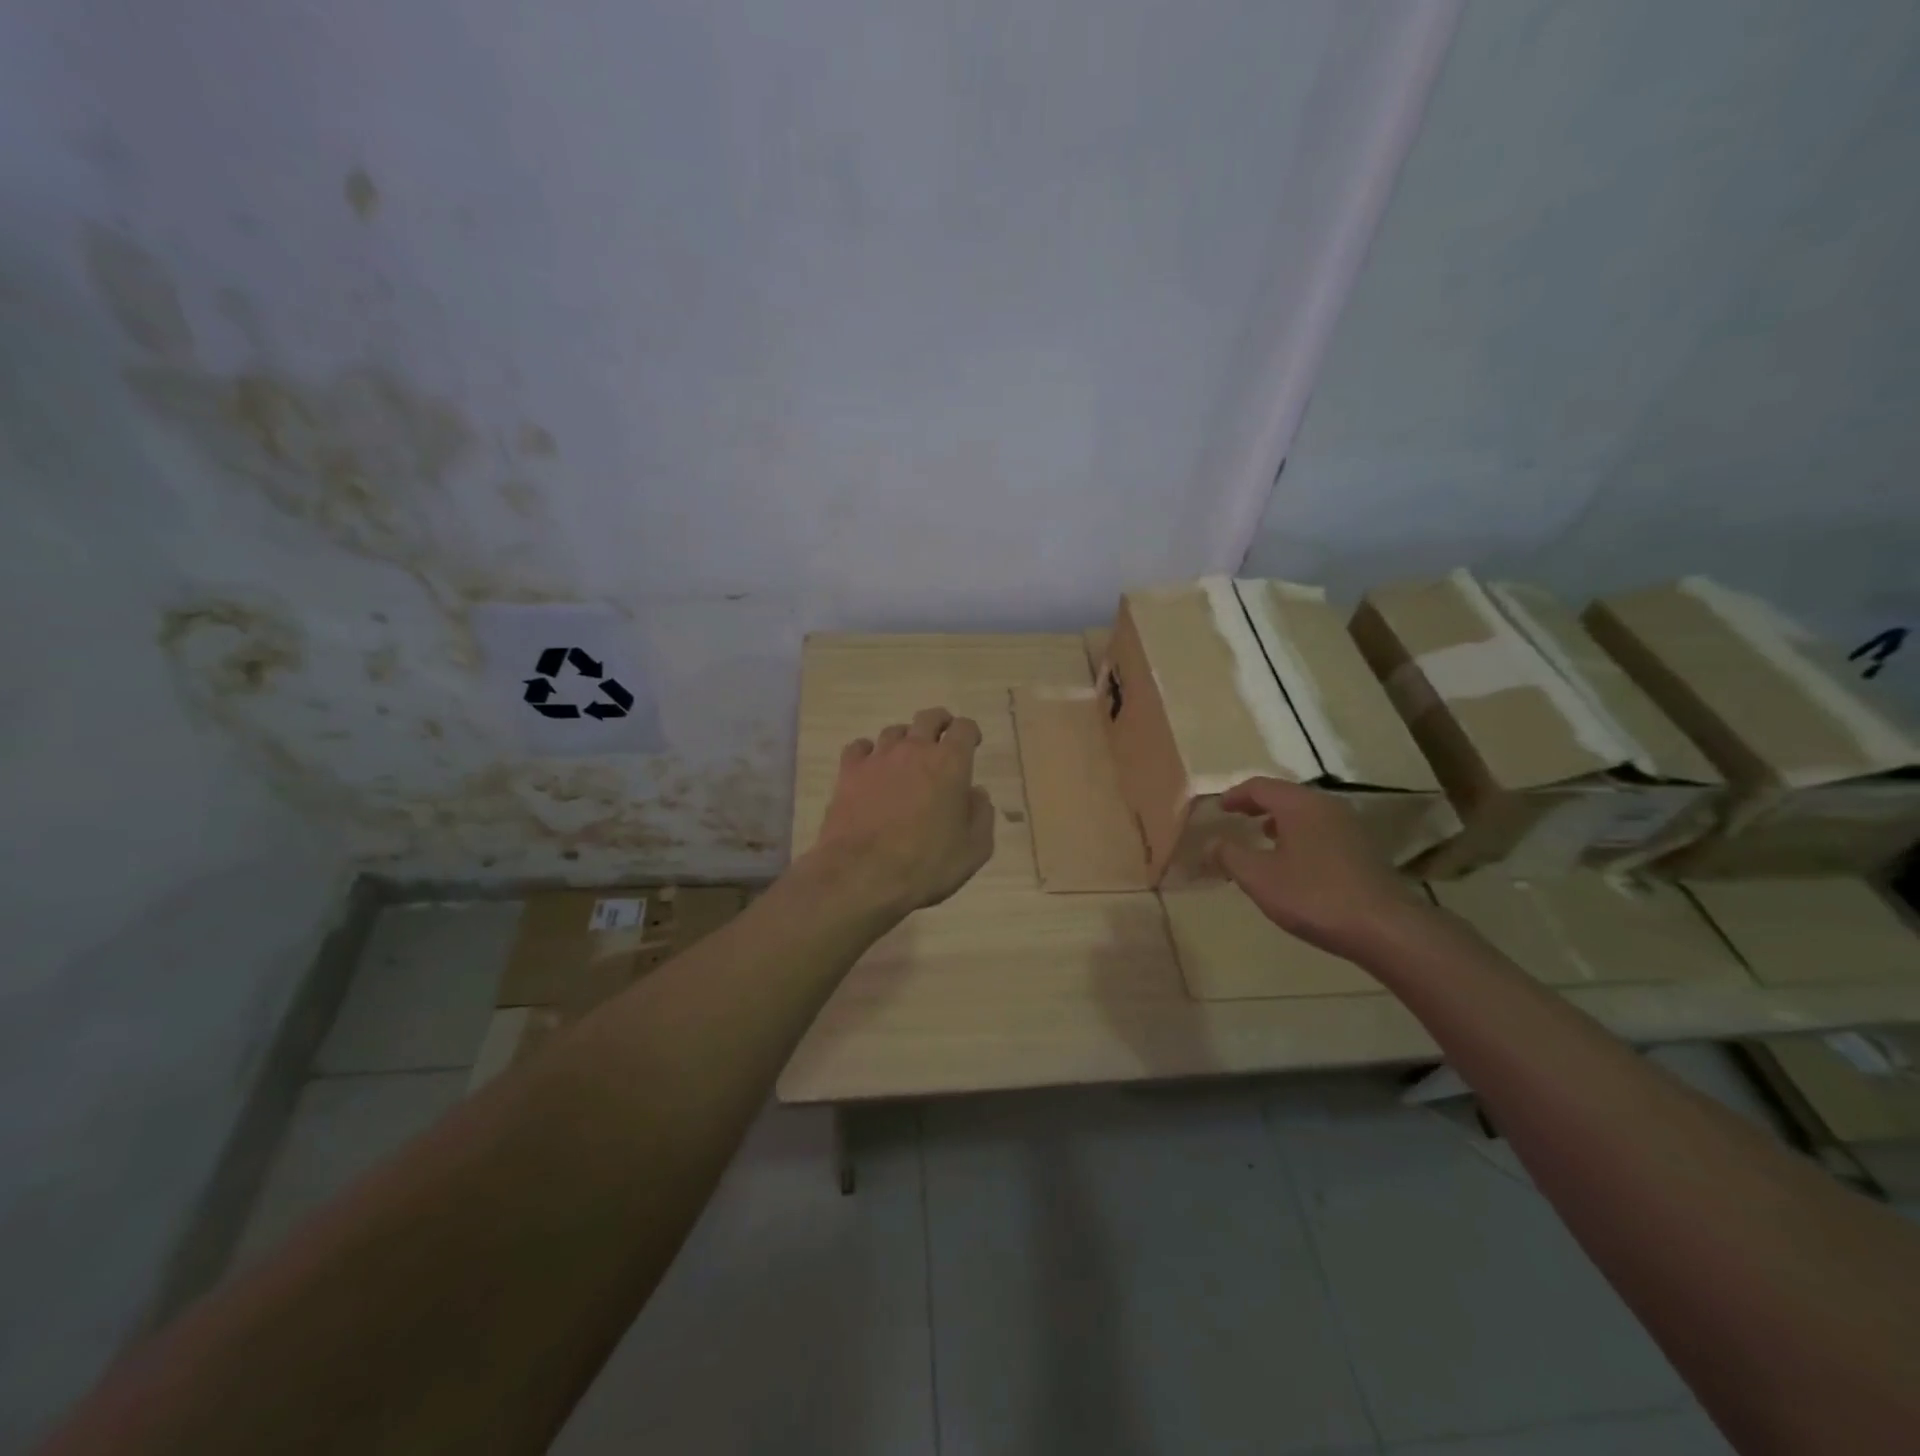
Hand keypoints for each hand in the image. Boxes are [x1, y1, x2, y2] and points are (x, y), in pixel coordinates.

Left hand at [807, 706, 995, 917]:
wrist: (862, 875)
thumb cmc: (926, 864)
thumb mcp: (974, 850)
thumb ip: (981, 815)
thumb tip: (976, 793)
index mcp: (950, 763)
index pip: (964, 728)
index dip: (970, 732)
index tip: (972, 743)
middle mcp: (915, 750)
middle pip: (929, 718)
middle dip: (940, 723)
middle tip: (943, 739)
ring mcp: (878, 758)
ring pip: (894, 731)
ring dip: (905, 739)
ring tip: (906, 758)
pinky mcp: (849, 772)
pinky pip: (859, 748)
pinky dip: (868, 752)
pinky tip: (871, 767)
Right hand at [1211, 777, 1430, 959]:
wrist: (1385, 928)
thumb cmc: (1314, 896)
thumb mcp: (1259, 877)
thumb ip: (1230, 855)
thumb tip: (1211, 843)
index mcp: (1300, 805)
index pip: (1260, 786)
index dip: (1235, 795)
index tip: (1219, 808)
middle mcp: (1327, 806)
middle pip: (1285, 795)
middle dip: (1258, 805)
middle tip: (1236, 817)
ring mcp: (1350, 827)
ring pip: (1306, 813)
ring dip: (1280, 820)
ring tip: (1261, 837)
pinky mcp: (1363, 849)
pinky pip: (1321, 830)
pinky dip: (1299, 835)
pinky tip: (1293, 861)